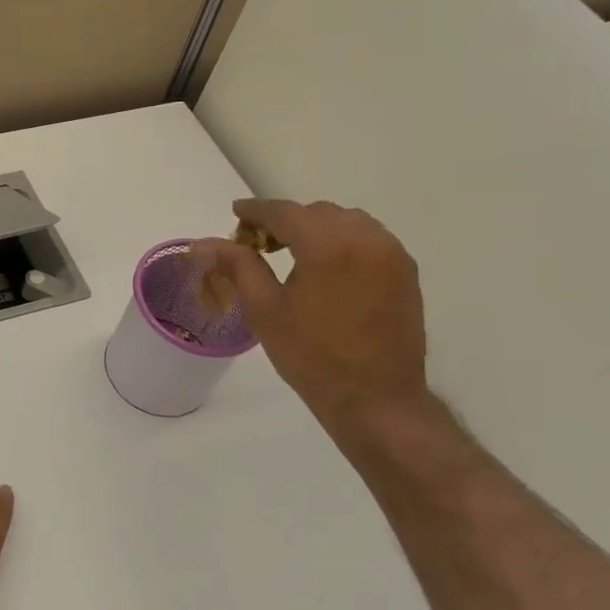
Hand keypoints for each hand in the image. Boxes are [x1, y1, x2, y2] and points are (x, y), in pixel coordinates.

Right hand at [194, 199, 429, 434]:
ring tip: (293, 254)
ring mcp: (391, 253)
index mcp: (327, 245)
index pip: (284, 212)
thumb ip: (237, 266)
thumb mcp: (265, 310)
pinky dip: (343, 241)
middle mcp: (365, 238)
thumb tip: (203, 243)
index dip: (256, 211)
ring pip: (346, 222)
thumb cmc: (311, 357)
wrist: (375, 399)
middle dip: (286, 221)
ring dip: (317, 229)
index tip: (236, 213)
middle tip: (259, 244)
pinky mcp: (406, 271)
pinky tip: (327, 267)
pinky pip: (369, 239)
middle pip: (317, 213)